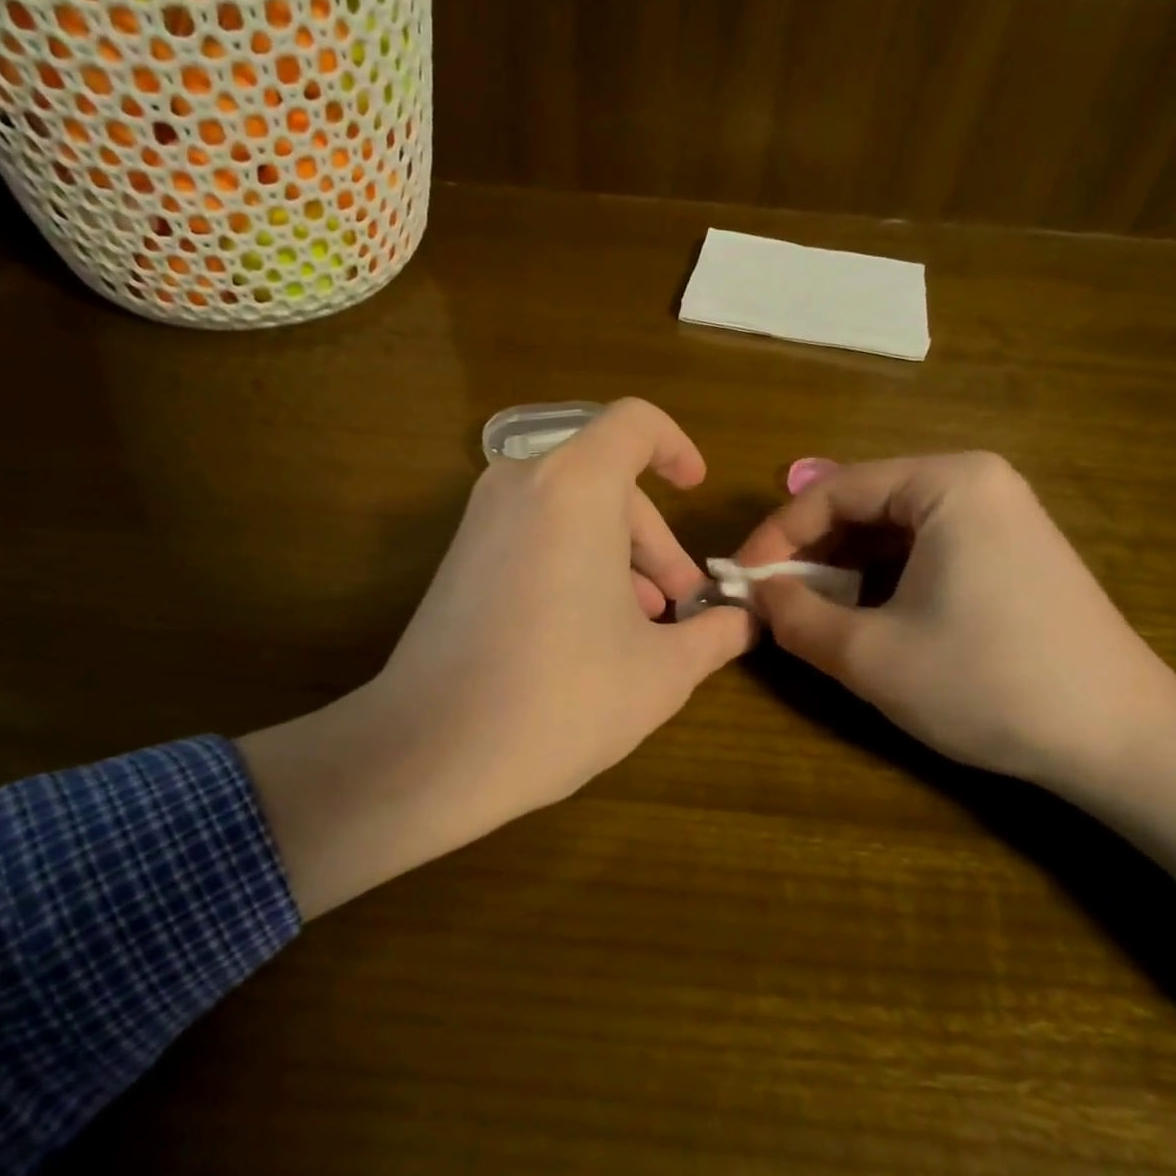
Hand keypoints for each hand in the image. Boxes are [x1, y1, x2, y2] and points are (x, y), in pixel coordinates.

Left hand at [242, 399, 751, 916]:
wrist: (431, 751)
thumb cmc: (564, 698)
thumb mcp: (661, 671)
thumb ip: (714, 634)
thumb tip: (744, 623)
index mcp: (576, 487)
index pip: (634, 424)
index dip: (675, 447)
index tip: (696, 490)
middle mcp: (520, 484)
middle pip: (607, 481)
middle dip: (653, 539)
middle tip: (678, 607)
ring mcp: (479, 520)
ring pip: (569, 511)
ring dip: (616, 556)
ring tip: (639, 628)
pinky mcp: (457, 558)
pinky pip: (532, 534)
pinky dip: (571, 563)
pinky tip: (586, 633)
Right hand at [737, 453, 1175, 941]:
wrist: (1122, 741)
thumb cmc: (987, 684)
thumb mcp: (870, 655)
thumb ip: (795, 617)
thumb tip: (753, 595)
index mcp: (946, 483)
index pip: (832, 491)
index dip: (776, 536)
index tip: (741, 580)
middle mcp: (976, 481)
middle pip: (862, 503)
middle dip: (809, 552)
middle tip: (770, 599)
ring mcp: (1002, 514)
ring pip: (891, 528)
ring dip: (841, 567)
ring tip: (809, 611)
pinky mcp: (1012, 551)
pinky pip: (925, 547)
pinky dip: (882, 577)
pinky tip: (865, 614)